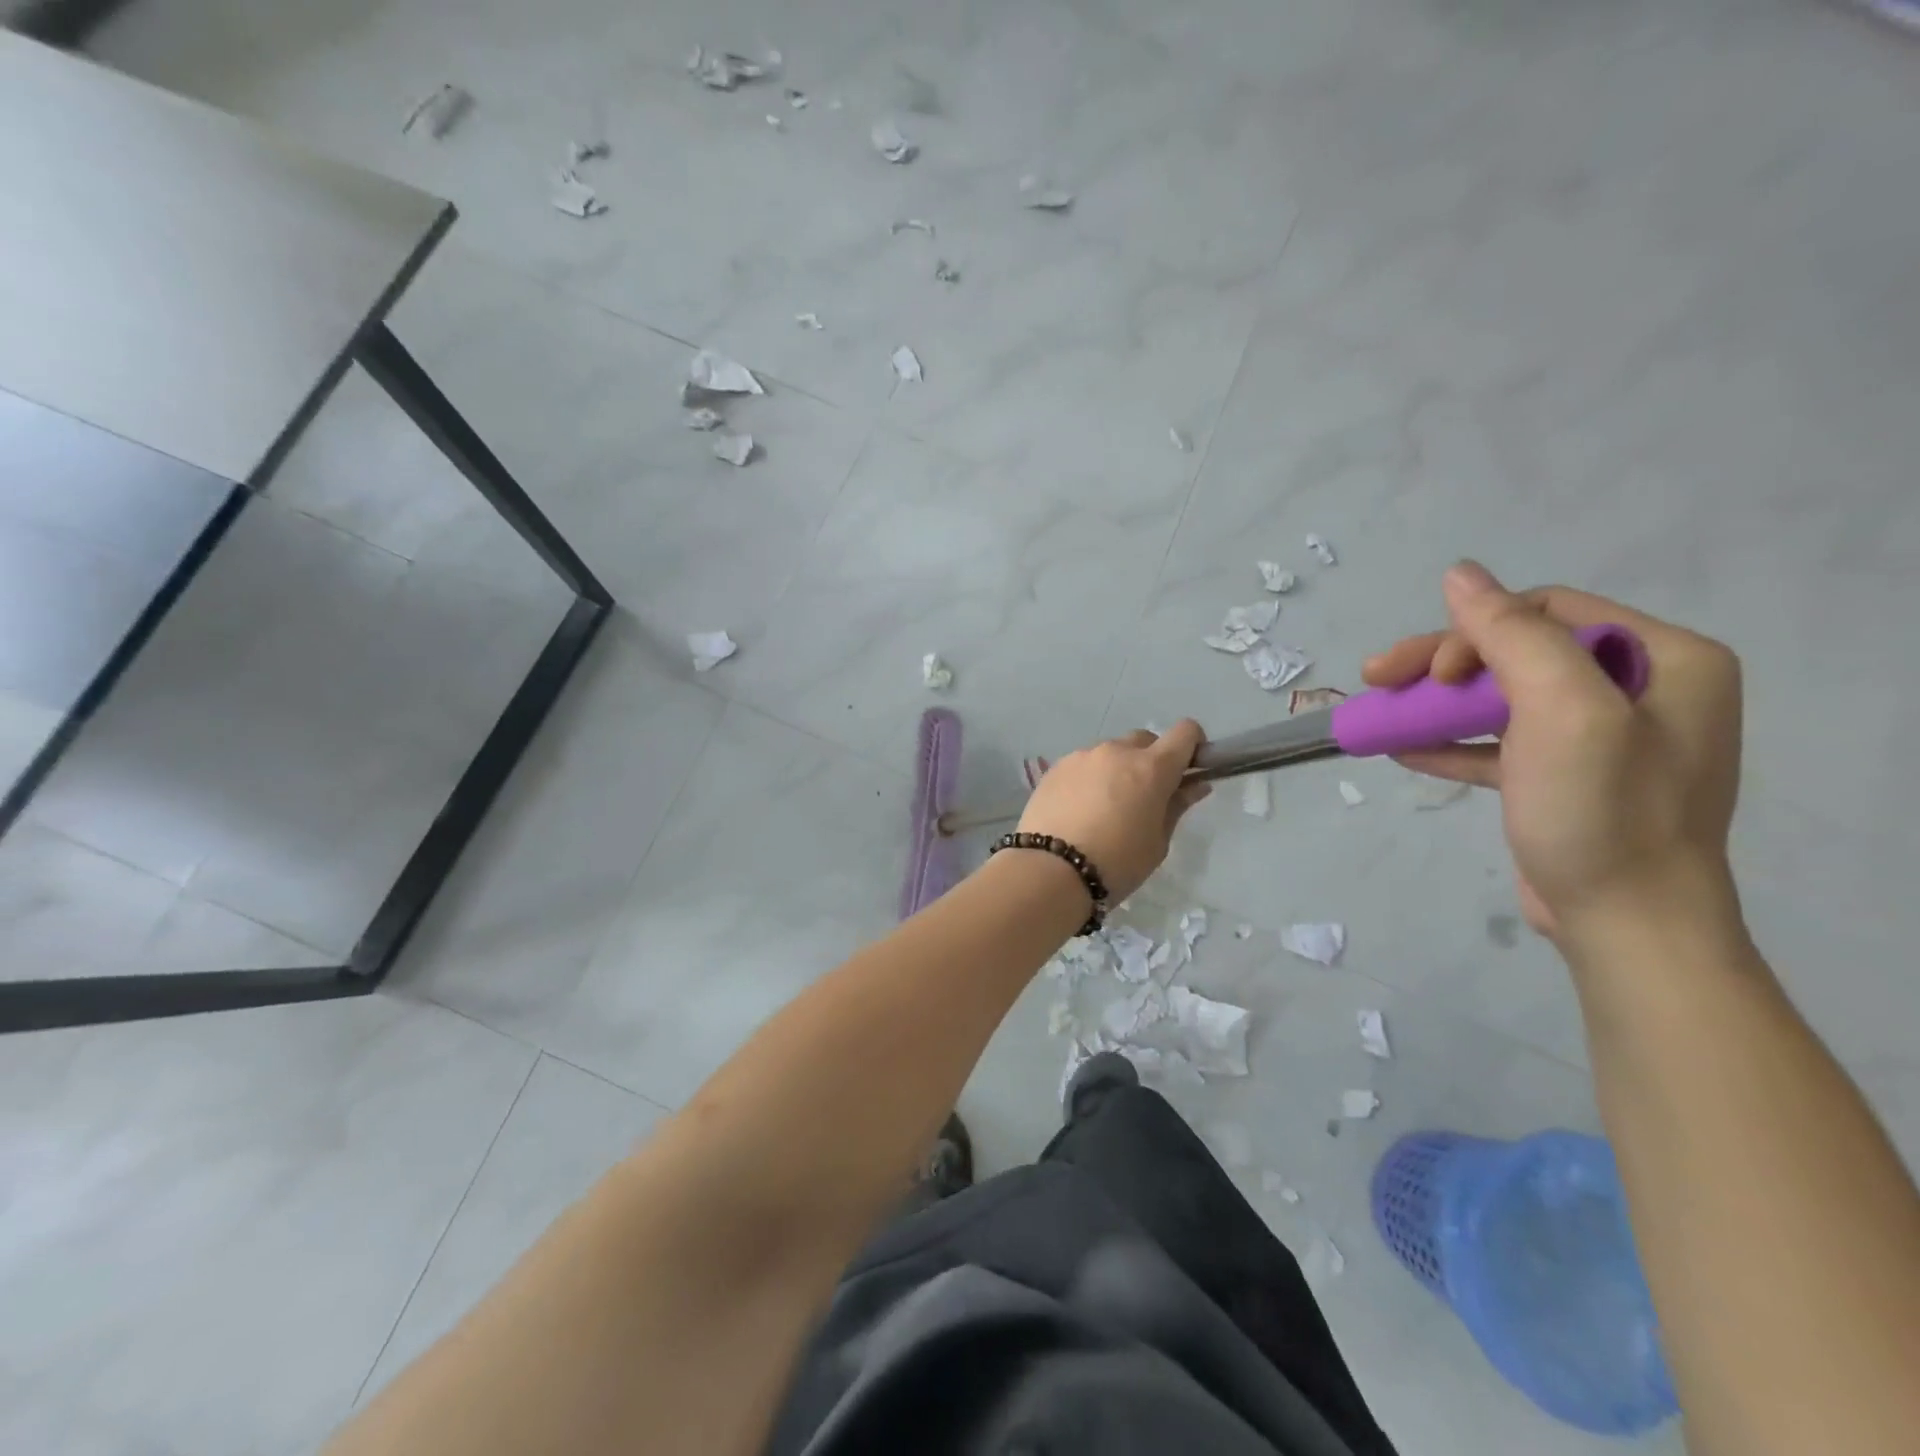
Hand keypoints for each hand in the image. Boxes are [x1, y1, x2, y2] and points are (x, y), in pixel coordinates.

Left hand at [1017, 722, 1211, 902]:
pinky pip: (1082, 765)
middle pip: (1144, 741)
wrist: (1051, 870)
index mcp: (1151, 767)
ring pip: (1110, 752)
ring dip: (1116, 769)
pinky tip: (1079, 810)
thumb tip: (1195, 785)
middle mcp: (1116, 751)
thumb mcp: (1157, 842)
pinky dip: (1089, 778)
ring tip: (1105, 808)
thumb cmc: (1117, 863)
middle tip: (1144, 797)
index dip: (1192, 746)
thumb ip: (1176, 806)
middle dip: (1151, 761)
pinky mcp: (1055, 768)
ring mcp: (1082, 756)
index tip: (1189, 769)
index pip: (1185, 732)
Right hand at [1363, 562, 1742, 941]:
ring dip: (1437, 702)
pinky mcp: (1565, 778)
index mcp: (1665, 659)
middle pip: (1518, 652)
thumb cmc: (1604, 813)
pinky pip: (1500, 741)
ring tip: (1379, 717)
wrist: (1626, 926)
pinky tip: (1402, 749)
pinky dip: (1451, 741)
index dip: (1477, 630)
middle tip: (1377, 679)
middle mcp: (1640, 690)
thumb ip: (1512, 635)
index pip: (1548, 612)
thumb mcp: (1563, 712)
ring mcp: (1601, 738)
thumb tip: (1459, 573)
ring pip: (1500, 696)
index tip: (1432, 675)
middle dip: (1443, 665)